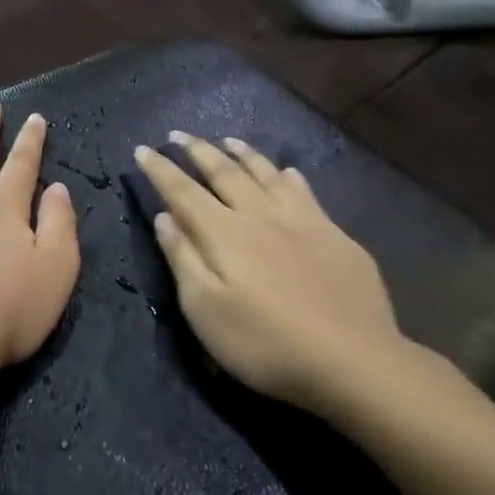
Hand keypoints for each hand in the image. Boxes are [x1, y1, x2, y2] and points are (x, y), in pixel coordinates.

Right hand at [136, 132, 416, 419]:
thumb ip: (183, 258)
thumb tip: (164, 217)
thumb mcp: (205, 310)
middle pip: (224, 173)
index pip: (183, 191)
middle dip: (198, 151)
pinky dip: (288, 177)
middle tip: (180, 134)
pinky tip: (288, 172)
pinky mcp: (335, 235)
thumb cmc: (264, 342)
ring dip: (243, 154)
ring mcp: (302, 221)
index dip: (161, 169)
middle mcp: (260, 215)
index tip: (143, 149)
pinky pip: (305, 192)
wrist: (351, 359)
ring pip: (266, 174)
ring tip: (228, 140)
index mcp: (224, 233)